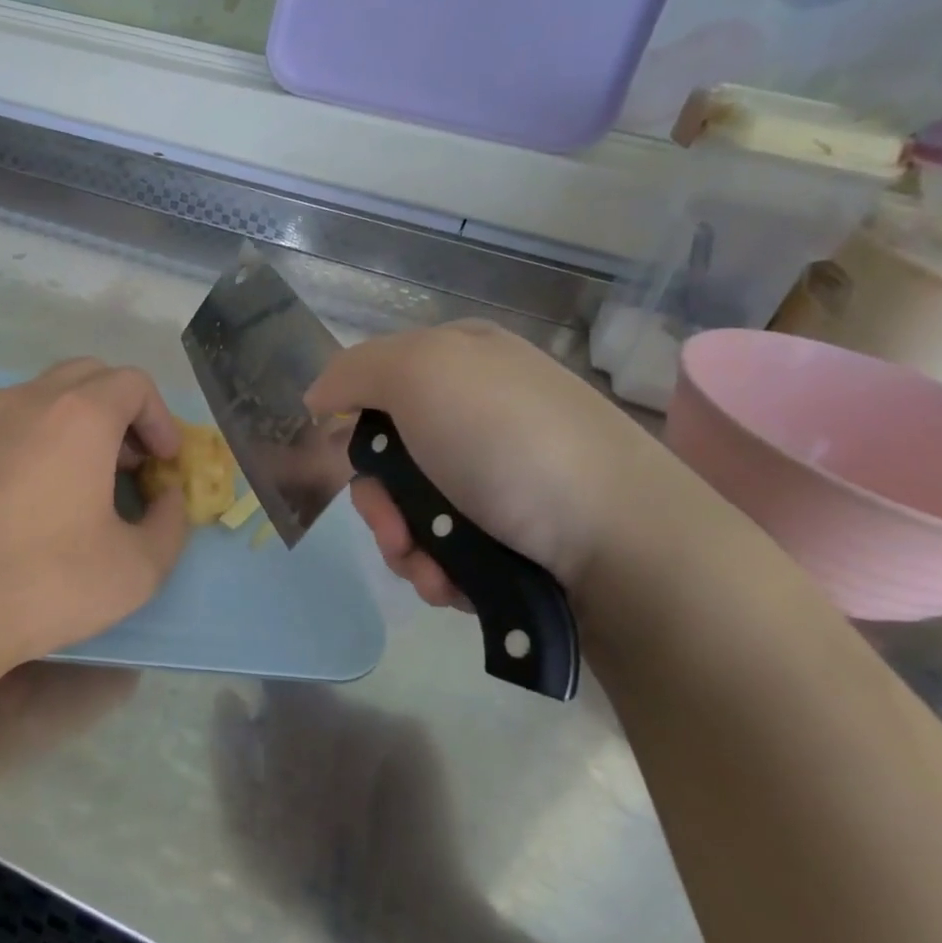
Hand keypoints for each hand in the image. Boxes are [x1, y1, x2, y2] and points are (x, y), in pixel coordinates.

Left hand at [0, 359, 189, 687]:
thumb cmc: (46, 584)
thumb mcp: (137, 569)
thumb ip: (171, 525)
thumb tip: (168, 500)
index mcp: (78, 416)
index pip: (133, 383)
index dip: (160, 418)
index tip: (166, 462)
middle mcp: (27, 402)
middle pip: (88, 376)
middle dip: (121, 411)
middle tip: (132, 462)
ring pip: (43, 396)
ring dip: (78, 422)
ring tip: (87, 480)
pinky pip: (8, 425)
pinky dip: (38, 440)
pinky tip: (35, 497)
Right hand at [305, 321, 677, 605]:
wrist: (623, 542)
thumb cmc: (509, 443)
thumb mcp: (421, 373)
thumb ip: (355, 371)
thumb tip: (318, 398)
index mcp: (462, 360)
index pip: (376, 383)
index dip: (353, 424)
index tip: (347, 461)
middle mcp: (481, 411)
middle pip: (388, 457)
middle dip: (379, 503)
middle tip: (395, 529)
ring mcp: (501, 474)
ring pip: (412, 511)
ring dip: (405, 546)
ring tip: (430, 570)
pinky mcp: (518, 531)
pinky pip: (448, 547)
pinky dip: (439, 568)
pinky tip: (454, 583)